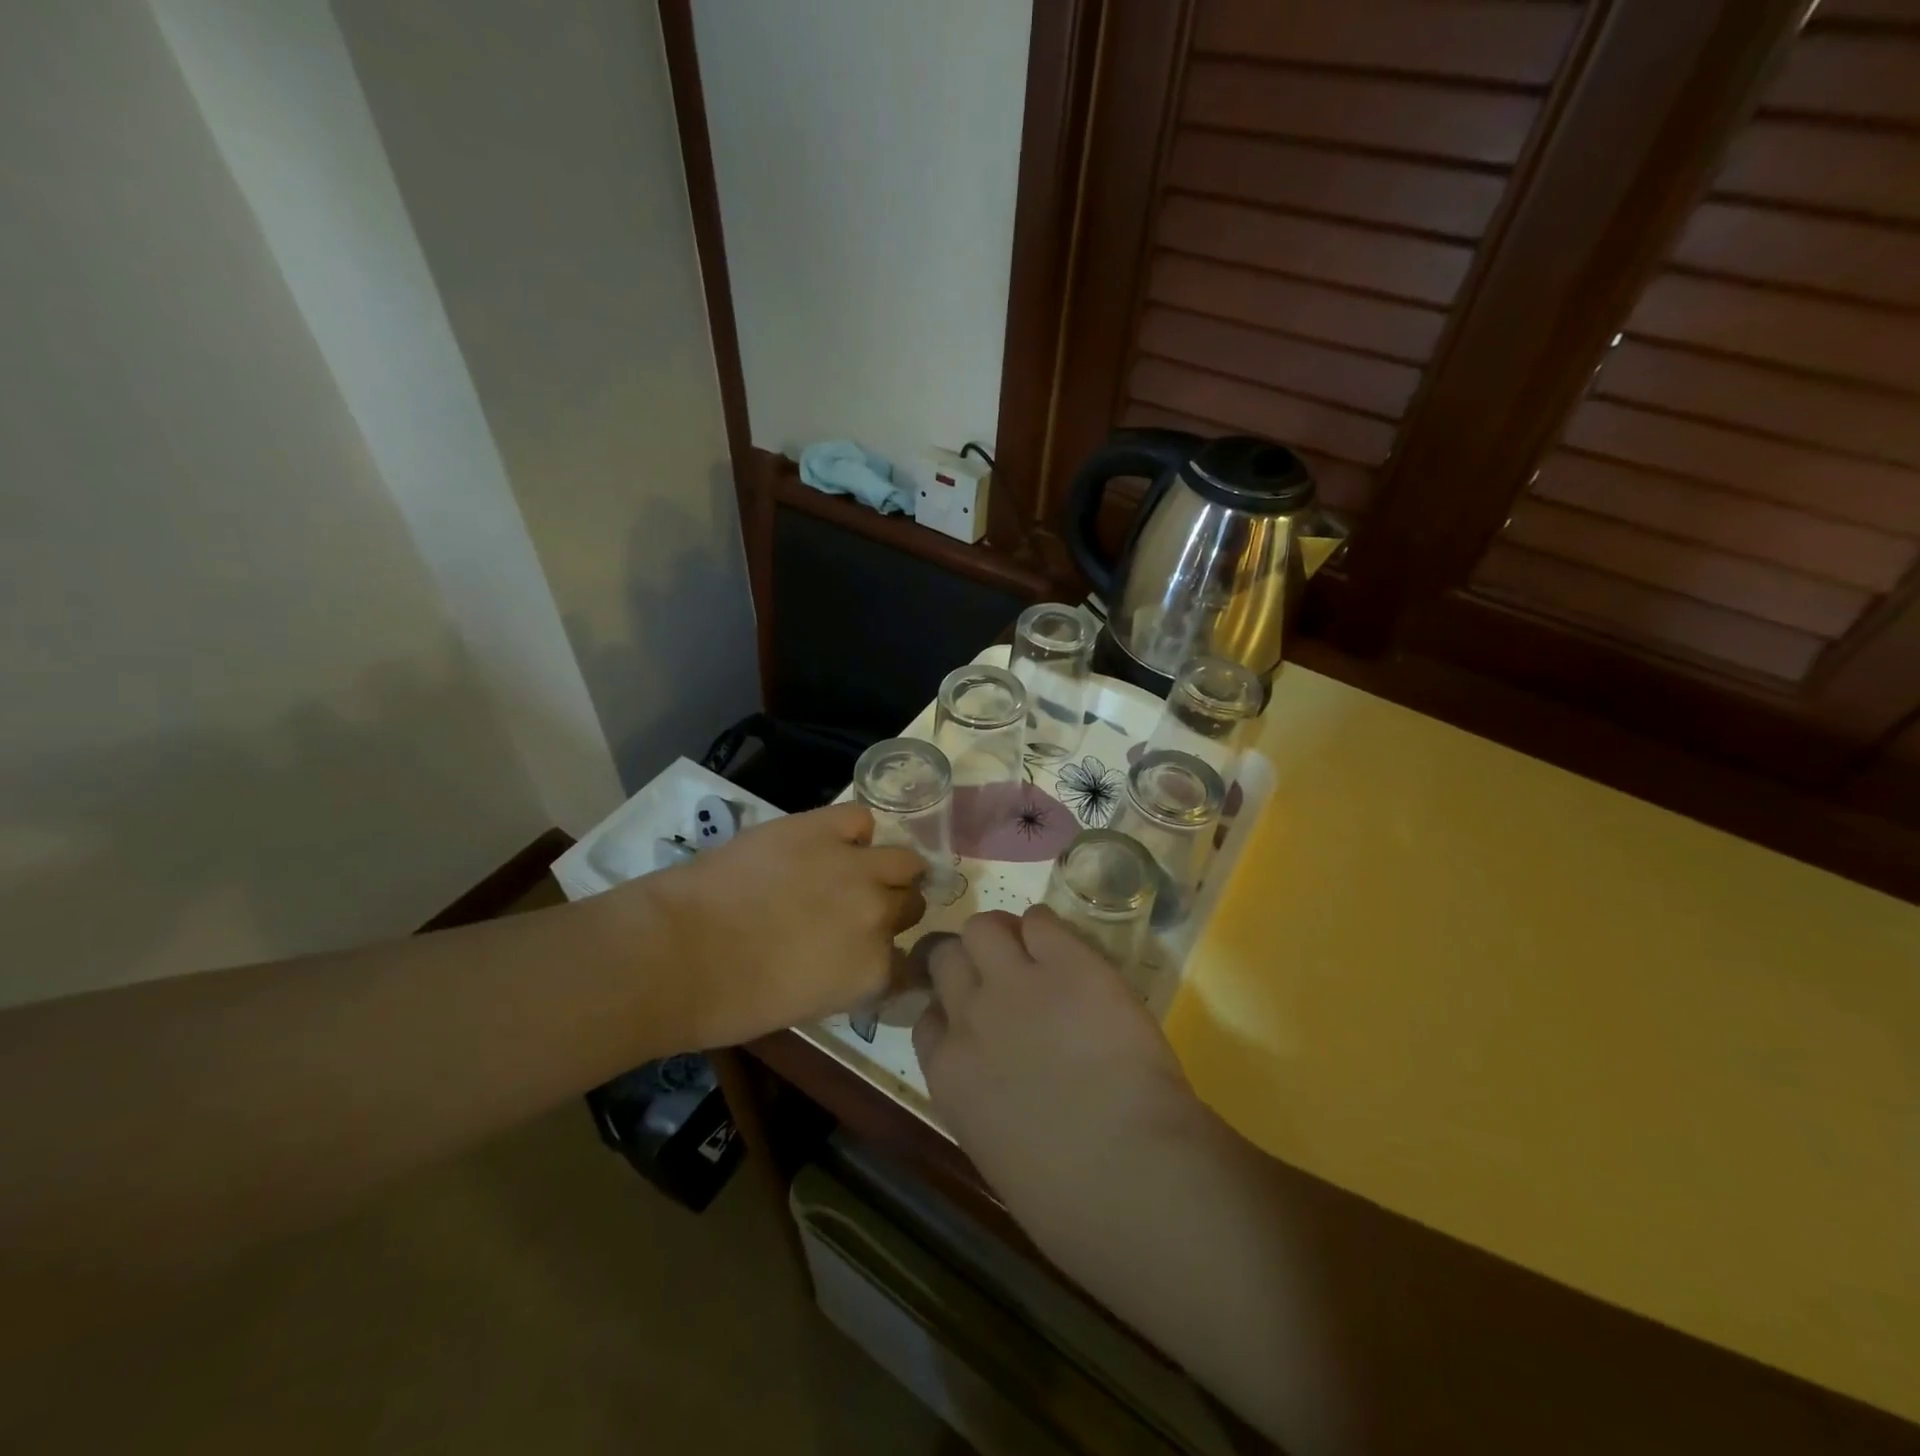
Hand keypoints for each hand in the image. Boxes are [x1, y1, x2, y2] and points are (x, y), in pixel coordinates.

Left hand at [648, 803, 925, 1045]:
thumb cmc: (730, 999)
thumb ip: (847, 978)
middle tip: (855, 911)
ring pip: (904, 860)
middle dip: (891, 910)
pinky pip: (862, 820)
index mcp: (873, 971)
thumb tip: (854, 956)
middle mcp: (879, 916)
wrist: (678, 950)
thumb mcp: (807, 1006)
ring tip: (857, 871)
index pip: (908, 963)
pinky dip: (854, 832)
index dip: (889, 957)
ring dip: (888, 870)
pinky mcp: (824, 828)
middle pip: (911, 905)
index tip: (872, 954)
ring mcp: (856, 868)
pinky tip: (834, 842)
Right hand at [913, 906, 1208, 1252]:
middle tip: (999, 972)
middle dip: (966, 960)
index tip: (973, 1015)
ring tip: (1030, 951)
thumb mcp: (996, 1151)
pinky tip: (1066, 950)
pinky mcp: (1067, 962)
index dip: (950, 1008)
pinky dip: (1047, 929)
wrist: (1130, 1174)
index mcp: (949, 1072)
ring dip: (1001, 935)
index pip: (928, 1016)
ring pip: (984, 926)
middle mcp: (970, 1015)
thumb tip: (1001, 1084)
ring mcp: (1016, 982)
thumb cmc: (1067, 1199)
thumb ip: (984, 1101)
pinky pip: (1041, 921)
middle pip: (945, 956)